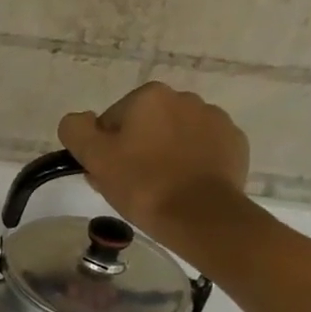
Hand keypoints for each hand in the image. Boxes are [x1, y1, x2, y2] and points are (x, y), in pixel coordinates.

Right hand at [58, 81, 250, 249]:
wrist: (200, 215)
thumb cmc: (142, 184)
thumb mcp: (94, 158)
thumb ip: (76, 130)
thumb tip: (78, 120)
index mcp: (149, 96)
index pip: (111, 121)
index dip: (104, 149)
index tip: (108, 173)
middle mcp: (185, 98)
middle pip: (145, 125)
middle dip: (135, 149)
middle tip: (130, 184)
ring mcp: (215, 119)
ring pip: (174, 136)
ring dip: (163, 154)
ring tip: (159, 187)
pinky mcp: (234, 143)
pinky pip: (202, 149)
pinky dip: (191, 163)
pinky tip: (184, 186)